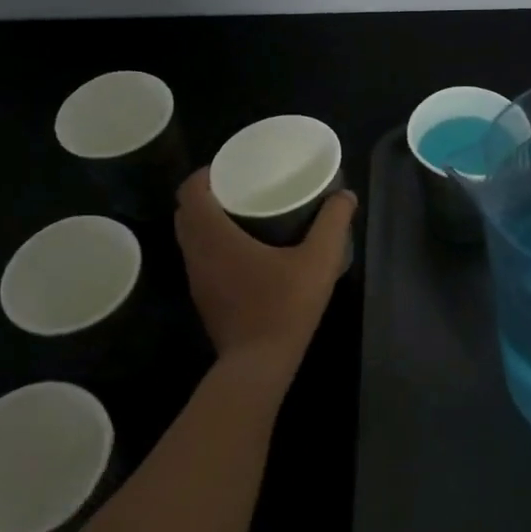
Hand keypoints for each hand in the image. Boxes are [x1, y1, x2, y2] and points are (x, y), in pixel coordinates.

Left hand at [175, 170, 356, 375]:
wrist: (259, 364)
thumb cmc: (284, 306)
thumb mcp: (318, 261)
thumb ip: (333, 224)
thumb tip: (345, 196)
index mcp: (214, 236)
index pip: (190, 192)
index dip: (205, 174)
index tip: (229, 167)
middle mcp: (197, 254)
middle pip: (186, 212)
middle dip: (207, 194)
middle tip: (239, 186)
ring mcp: (196, 279)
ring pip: (189, 237)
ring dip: (206, 221)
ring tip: (241, 213)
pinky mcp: (203, 298)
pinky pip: (198, 258)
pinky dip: (210, 245)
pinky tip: (242, 251)